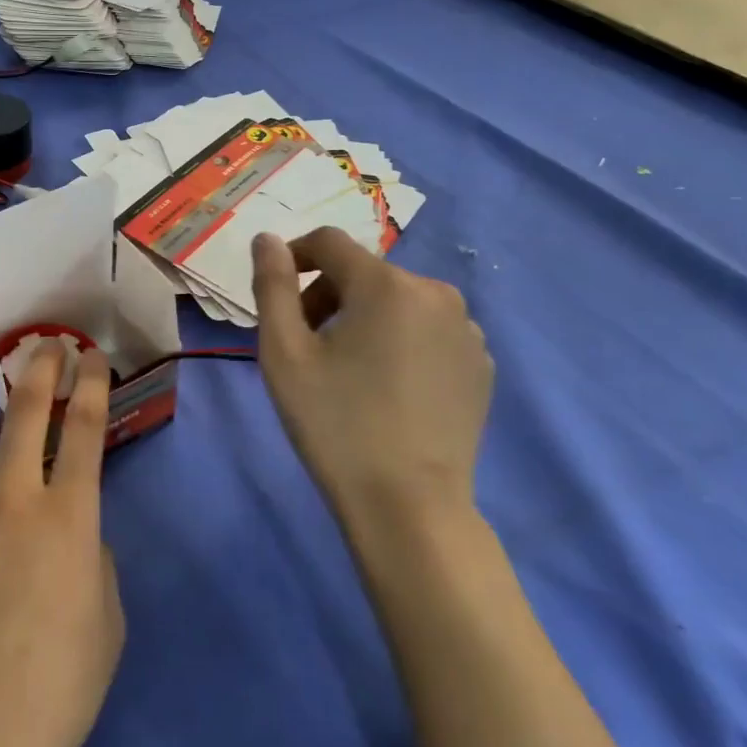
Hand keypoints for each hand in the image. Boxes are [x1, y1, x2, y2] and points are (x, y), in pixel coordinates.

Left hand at [0, 344, 124, 746]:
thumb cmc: (58, 691)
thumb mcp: (107, 622)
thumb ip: (92, 560)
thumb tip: (72, 536)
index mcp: (66, 517)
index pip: (85, 428)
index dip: (90, 383)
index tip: (89, 355)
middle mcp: (7, 500)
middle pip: (24, 411)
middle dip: (38, 368)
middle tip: (43, 348)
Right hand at [250, 228, 492, 525]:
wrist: (408, 507)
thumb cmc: (335, 423)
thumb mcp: (284, 353)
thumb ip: (272, 285)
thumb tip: (266, 239)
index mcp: (386, 284)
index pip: (329, 242)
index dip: (294, 257)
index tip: (276, 294)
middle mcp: (436, 293)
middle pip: (364, 272)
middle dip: (327, 295)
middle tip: (305, 344)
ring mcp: (466, 330)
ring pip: (397, 300)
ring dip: (363, 316)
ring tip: (346, 368)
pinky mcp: (480, 364)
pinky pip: (428, 330)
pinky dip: (399, 340)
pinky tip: (386, 386)